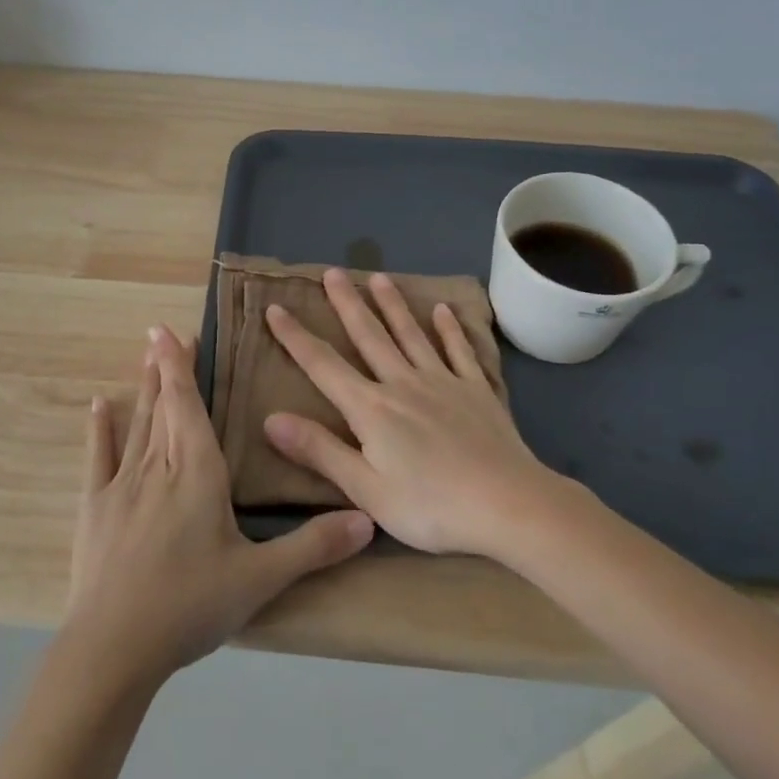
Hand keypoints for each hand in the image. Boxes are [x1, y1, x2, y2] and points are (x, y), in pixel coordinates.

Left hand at [65, 324, 373, 685]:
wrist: (114, 646)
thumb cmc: (190, 605)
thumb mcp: (260, 579)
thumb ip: (313, 546)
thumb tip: (367, 519)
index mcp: (198, 473)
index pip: (189, 406)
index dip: (181, 367)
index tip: (170, 332)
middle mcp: (158, 467)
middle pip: (164, 408)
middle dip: (165, 369)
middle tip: (161, 334)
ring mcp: (121, 486)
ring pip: (137, 425)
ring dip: (142, 390)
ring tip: (143, 357)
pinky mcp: (94, 508)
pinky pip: (97, 458)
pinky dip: (99, 430)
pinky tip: (98, 406)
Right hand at [262, 269, 560, 555]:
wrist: (508, 504)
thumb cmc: (430, 506)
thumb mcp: (365, 489)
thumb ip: (319, 451)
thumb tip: (270, 419)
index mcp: (371, 408)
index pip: (323, 365)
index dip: (296, 337)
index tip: (276, 308)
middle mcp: (402, 384)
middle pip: (369, 336)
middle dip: (347, 304)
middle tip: (333, 272)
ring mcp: (443, 382)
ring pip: (411, 335)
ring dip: (393, 305)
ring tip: (379, 277)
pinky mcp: (476, 391)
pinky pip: (459, 352)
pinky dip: (450, 330)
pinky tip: (444, 310)